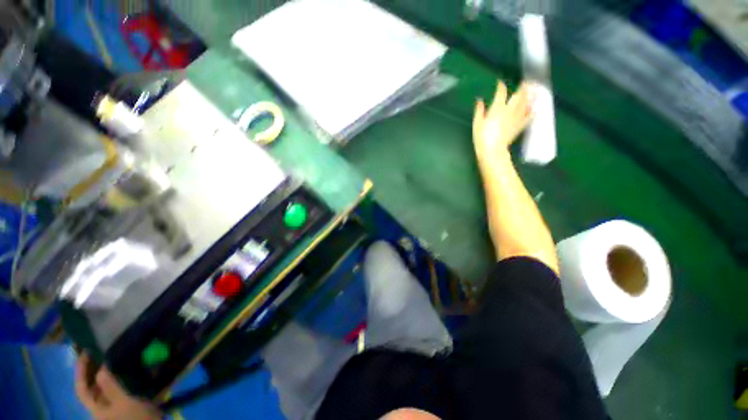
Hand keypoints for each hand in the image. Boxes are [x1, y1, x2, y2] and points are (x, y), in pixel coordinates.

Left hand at [76, 354, 161, 419]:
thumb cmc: (135, 418)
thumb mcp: (124, 402)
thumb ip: (110, 386)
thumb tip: (101, 367)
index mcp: (96, 409)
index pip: (81, 388)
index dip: (81, 370)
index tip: (86, 351)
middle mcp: (101, 408)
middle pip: (92, 388)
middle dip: (94, 371)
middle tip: (102, 352)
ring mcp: (114, 408)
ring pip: (106, 389)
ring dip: (109, 374)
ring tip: (115, 358)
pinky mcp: (126, 406)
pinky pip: (119, 390)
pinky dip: (120, 380)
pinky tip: (129, 371)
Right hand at [472, 81, 533, 173]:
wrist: (492, 150)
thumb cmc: (481, 137)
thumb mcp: (477, 123)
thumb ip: (479, 111)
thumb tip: (480, 101)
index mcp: (497, 108)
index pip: (500, 93)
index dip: (500, 86)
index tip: (500, 83)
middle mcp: (509, 110)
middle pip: (518, 95)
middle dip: (522, 87)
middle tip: (526, 81)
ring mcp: (516, 118)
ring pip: (526, 103)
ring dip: (531, 95)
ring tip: (535, 89)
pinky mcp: (519, 126)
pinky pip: (528, 117)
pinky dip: (533, 111)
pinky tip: (536, 108)